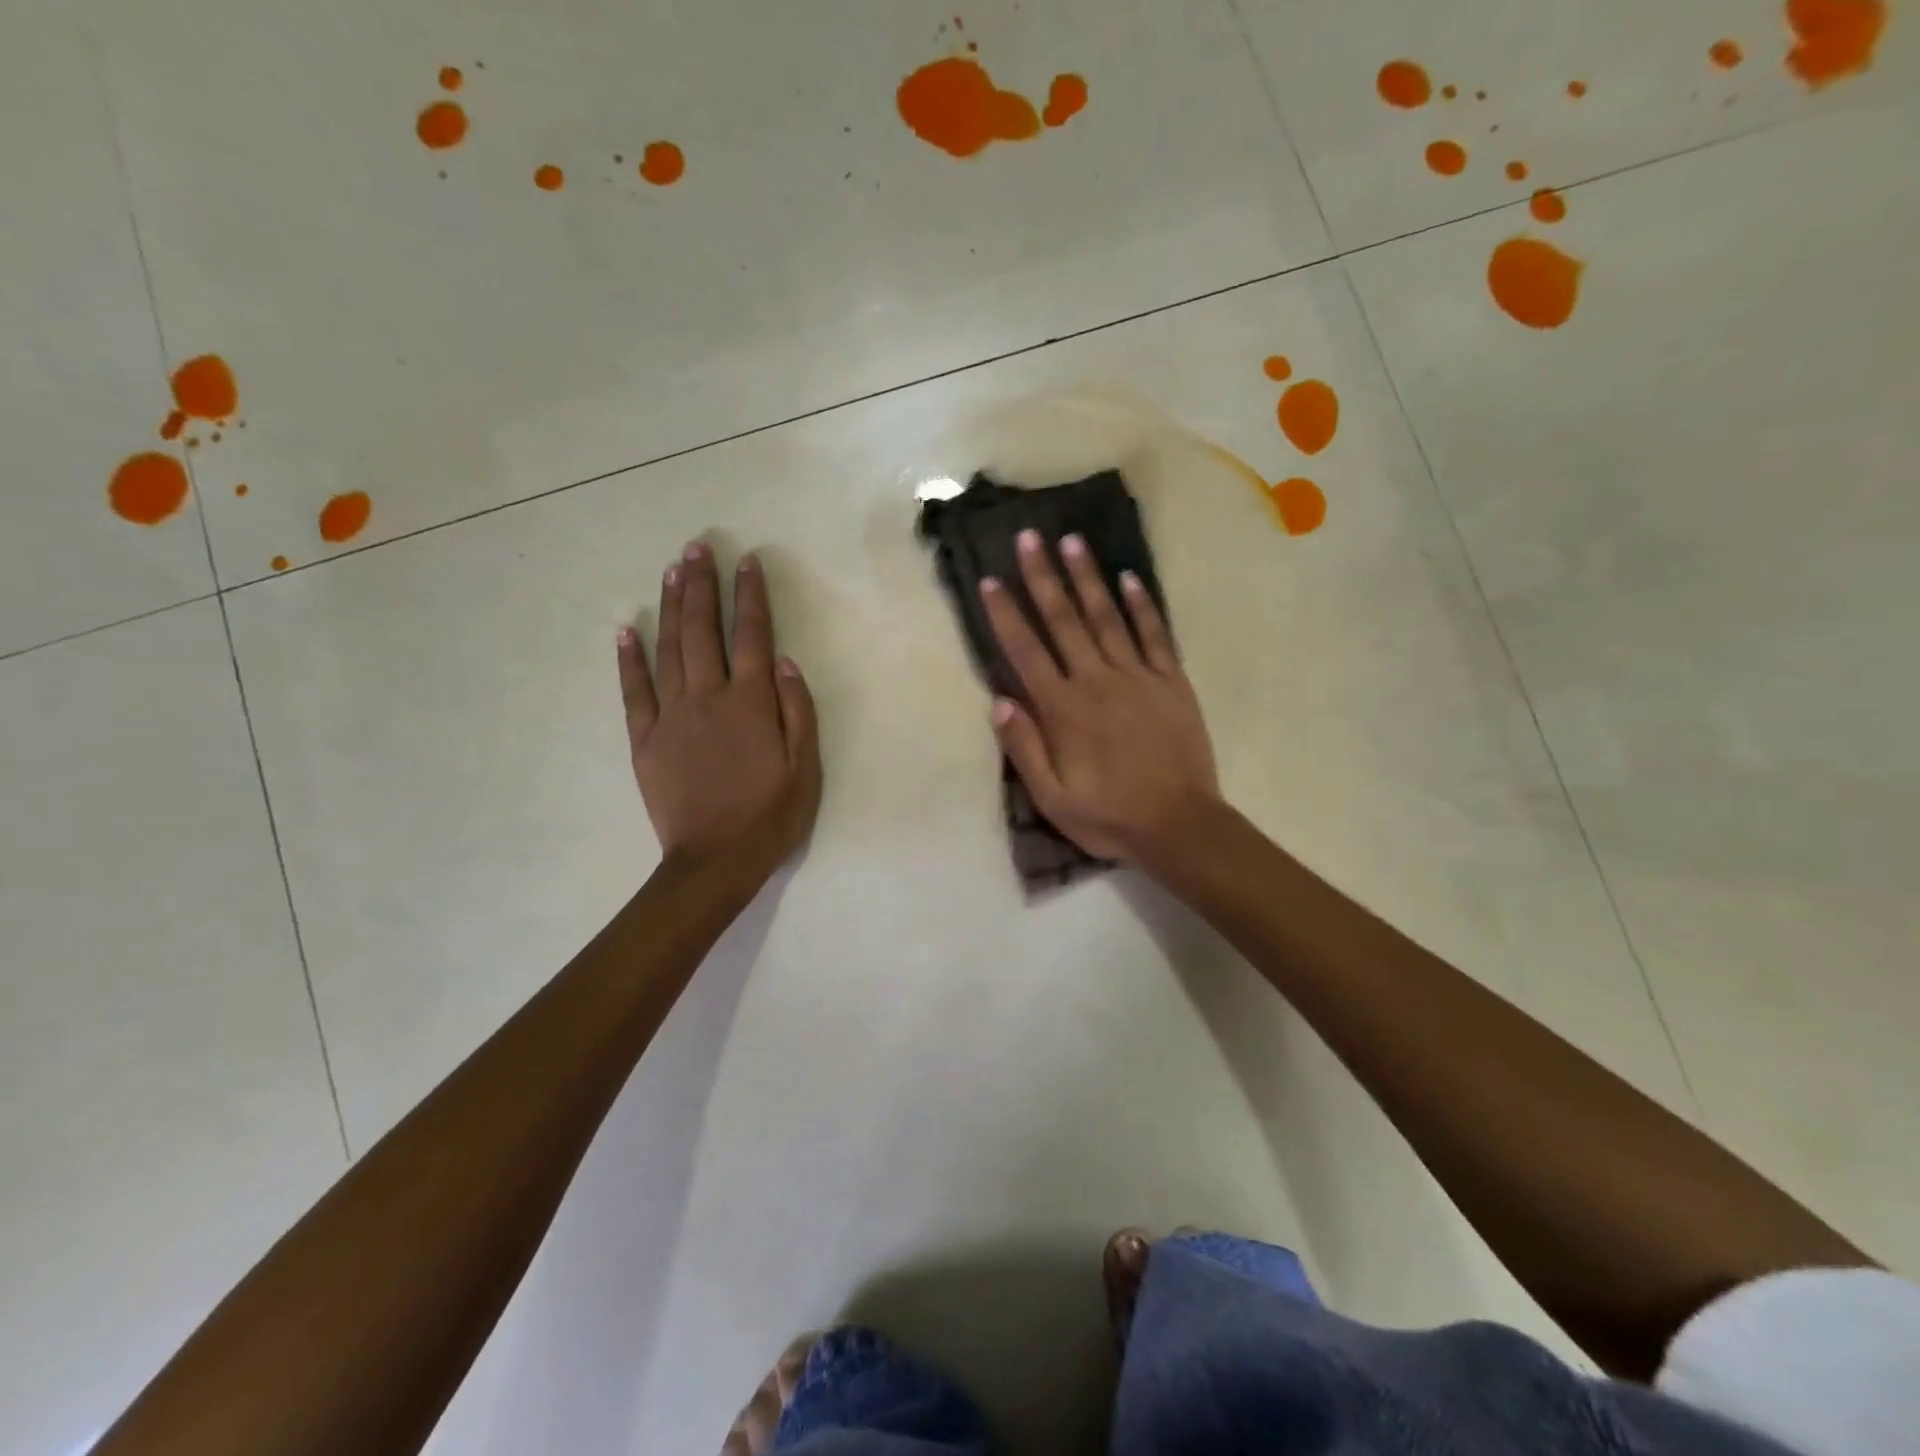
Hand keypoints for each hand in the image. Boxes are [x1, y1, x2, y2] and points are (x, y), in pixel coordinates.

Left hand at [617, 542, 821, 882]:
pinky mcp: (645, 740)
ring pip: (669, 650)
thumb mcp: (805, 768)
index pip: (753, 636)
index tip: (748, 561)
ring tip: (671, 571)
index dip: (751, 596)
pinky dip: (629, 659)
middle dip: (701, 585)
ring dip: (671, 607)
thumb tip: (786, 662)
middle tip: (696, 547)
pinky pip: (634, 691)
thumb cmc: (770, 816)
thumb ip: (798, 711)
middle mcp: (709, 698)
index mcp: (752, 704)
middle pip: (703, 631)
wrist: (714, 861)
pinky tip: (626, 630)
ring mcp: (671, 716)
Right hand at [980, 530, 1221, 865]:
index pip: (1026, 651)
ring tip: (1073, 541)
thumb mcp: (1052, 798)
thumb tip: (999, 701)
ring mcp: (1138, 677)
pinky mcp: (1171, 682)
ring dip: (1088, 578)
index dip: (1005, 614)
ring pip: (1107, 617)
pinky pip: (1155, 635)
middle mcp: (1097, 681)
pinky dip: (1142, 605)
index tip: (990, 580)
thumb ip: (1024, 749)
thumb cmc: (1109, 816)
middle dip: (1043, 577)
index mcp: (1063, 710)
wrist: (1180, 825)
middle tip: (1029, 537)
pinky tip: (1130, 578)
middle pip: (1064, 621)